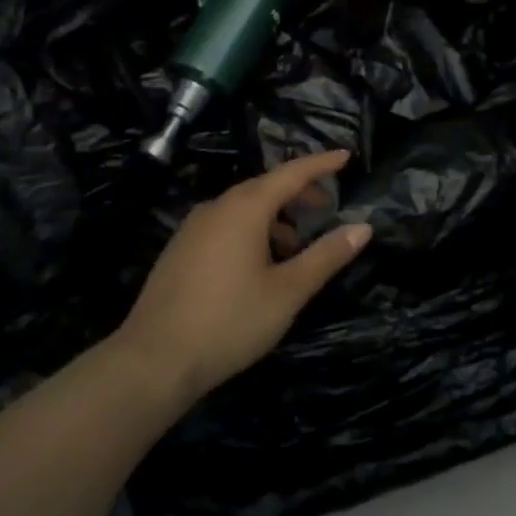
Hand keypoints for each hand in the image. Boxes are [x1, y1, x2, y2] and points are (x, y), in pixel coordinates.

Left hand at [115, 150, 372, 405]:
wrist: (153, 360)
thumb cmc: (229, 321)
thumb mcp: (287, 292)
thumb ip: (326, 256)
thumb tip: (363, 227)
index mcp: (245, 208)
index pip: (291, 173)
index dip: (321, 164)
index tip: (346, 156)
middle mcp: (218, 207)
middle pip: (266, 187)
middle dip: (298, 193)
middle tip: (325, 206)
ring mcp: (194, 227)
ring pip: (243, 208)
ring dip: (274, 217)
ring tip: (295, 247)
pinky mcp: (180, 249)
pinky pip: (225, 224)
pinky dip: (251, 230)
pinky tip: (258, 265)